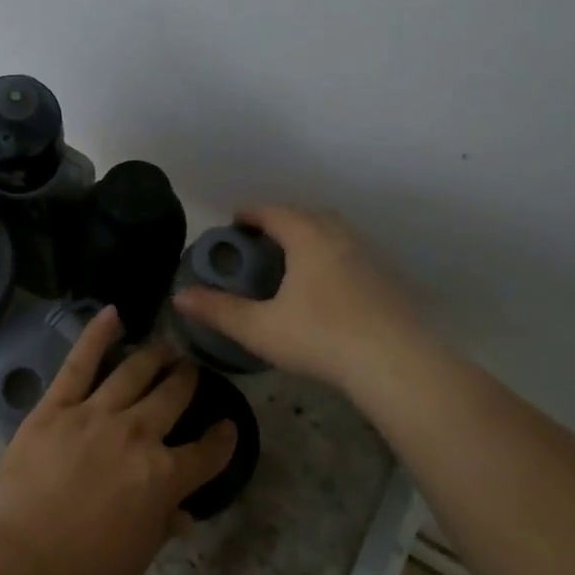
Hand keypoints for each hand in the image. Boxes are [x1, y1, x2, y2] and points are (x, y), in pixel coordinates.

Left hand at [0, 307, 236, 574]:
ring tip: (165, 347)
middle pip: (172, 398)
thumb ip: (161, 526)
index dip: (222, 439)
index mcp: (163, 477)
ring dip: (154, 357)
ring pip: (133, 373)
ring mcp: (95, 415)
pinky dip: (97, 334)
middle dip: (186, 381)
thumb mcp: (135, 560)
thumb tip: (183, 513)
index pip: (207, 453)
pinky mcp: (55, 407)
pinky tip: (114, 314)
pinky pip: (80, 362)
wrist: (16, 568)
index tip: (227, 427)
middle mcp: (137, 435)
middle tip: (190, 370)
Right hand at [171, 206, 426, 394]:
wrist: (394, 362)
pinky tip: (324, 288)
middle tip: (261, 243)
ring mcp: (366, 257)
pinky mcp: (385, 280)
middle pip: (306, 216)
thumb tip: (179, 296)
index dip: (251, 214)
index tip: (234, 222)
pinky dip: (330, 258)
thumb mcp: (260, 328)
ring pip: (332, 234)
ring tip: (291, 262)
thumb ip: (219, 310)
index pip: (274, 212)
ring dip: (309, 238)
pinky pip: (349, 255)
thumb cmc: (320, 337)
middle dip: (281, 222)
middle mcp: (339, 237)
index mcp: (307, 238)